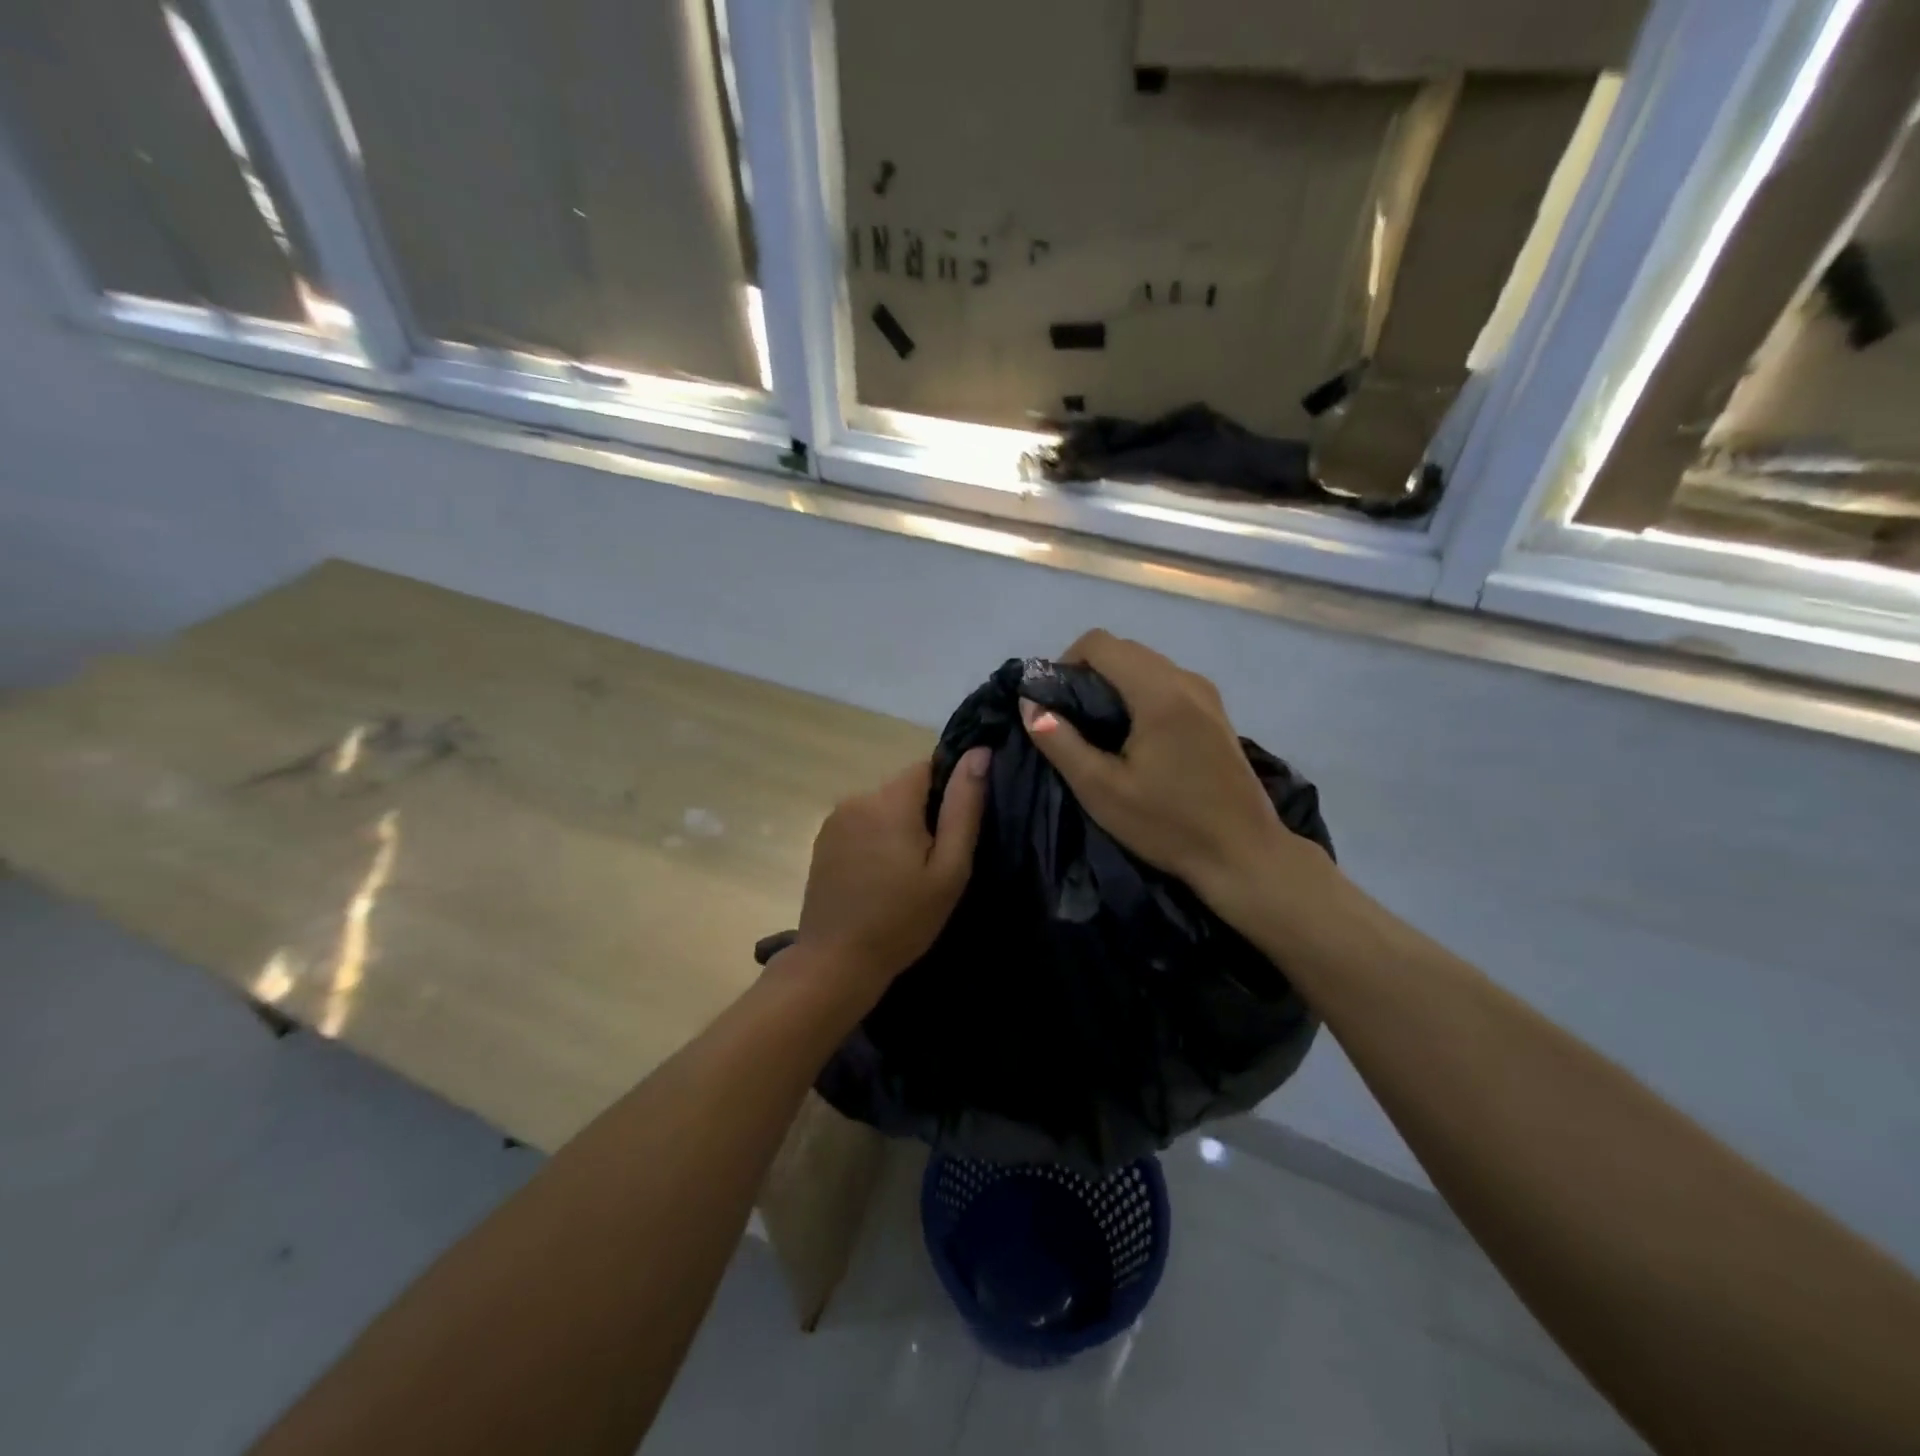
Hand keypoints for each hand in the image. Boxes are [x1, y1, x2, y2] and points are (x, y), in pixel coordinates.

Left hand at [792, 748, 989, 1004]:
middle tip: (933, 863)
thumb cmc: (903, 919)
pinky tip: (878, 877)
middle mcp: (858, 798)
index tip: (953, 832)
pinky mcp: (822, 840)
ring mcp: (835, 819)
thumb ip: (965, 807)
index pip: (929, 766)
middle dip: (922, 814)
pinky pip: (861, 824)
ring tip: (905, 874)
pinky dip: (874, 839)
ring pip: (882, 807)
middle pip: (904, 788)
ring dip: (897, 827)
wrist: (837, 961)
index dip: (948, 793)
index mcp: (891, 800)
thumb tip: (980, 752)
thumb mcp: (949, 869)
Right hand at [1019, 630, 1323, 911]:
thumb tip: (1030, 703)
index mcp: (1159, 692)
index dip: (1065, 663)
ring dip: (1113, 685)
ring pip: (1145, 665)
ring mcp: (1207, 694)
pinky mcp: (1216, 712)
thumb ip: (1059, 741)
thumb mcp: (1100, 790)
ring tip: (1098, 733)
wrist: (1244, 855)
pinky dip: (1138, 695)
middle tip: (1070, 722)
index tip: (1054, 704)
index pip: (1099, 643)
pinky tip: (1133, 739)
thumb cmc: (1168, 825)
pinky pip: (1166, 683)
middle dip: (1087, 674)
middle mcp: (1186, 680)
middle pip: (1124, 650)